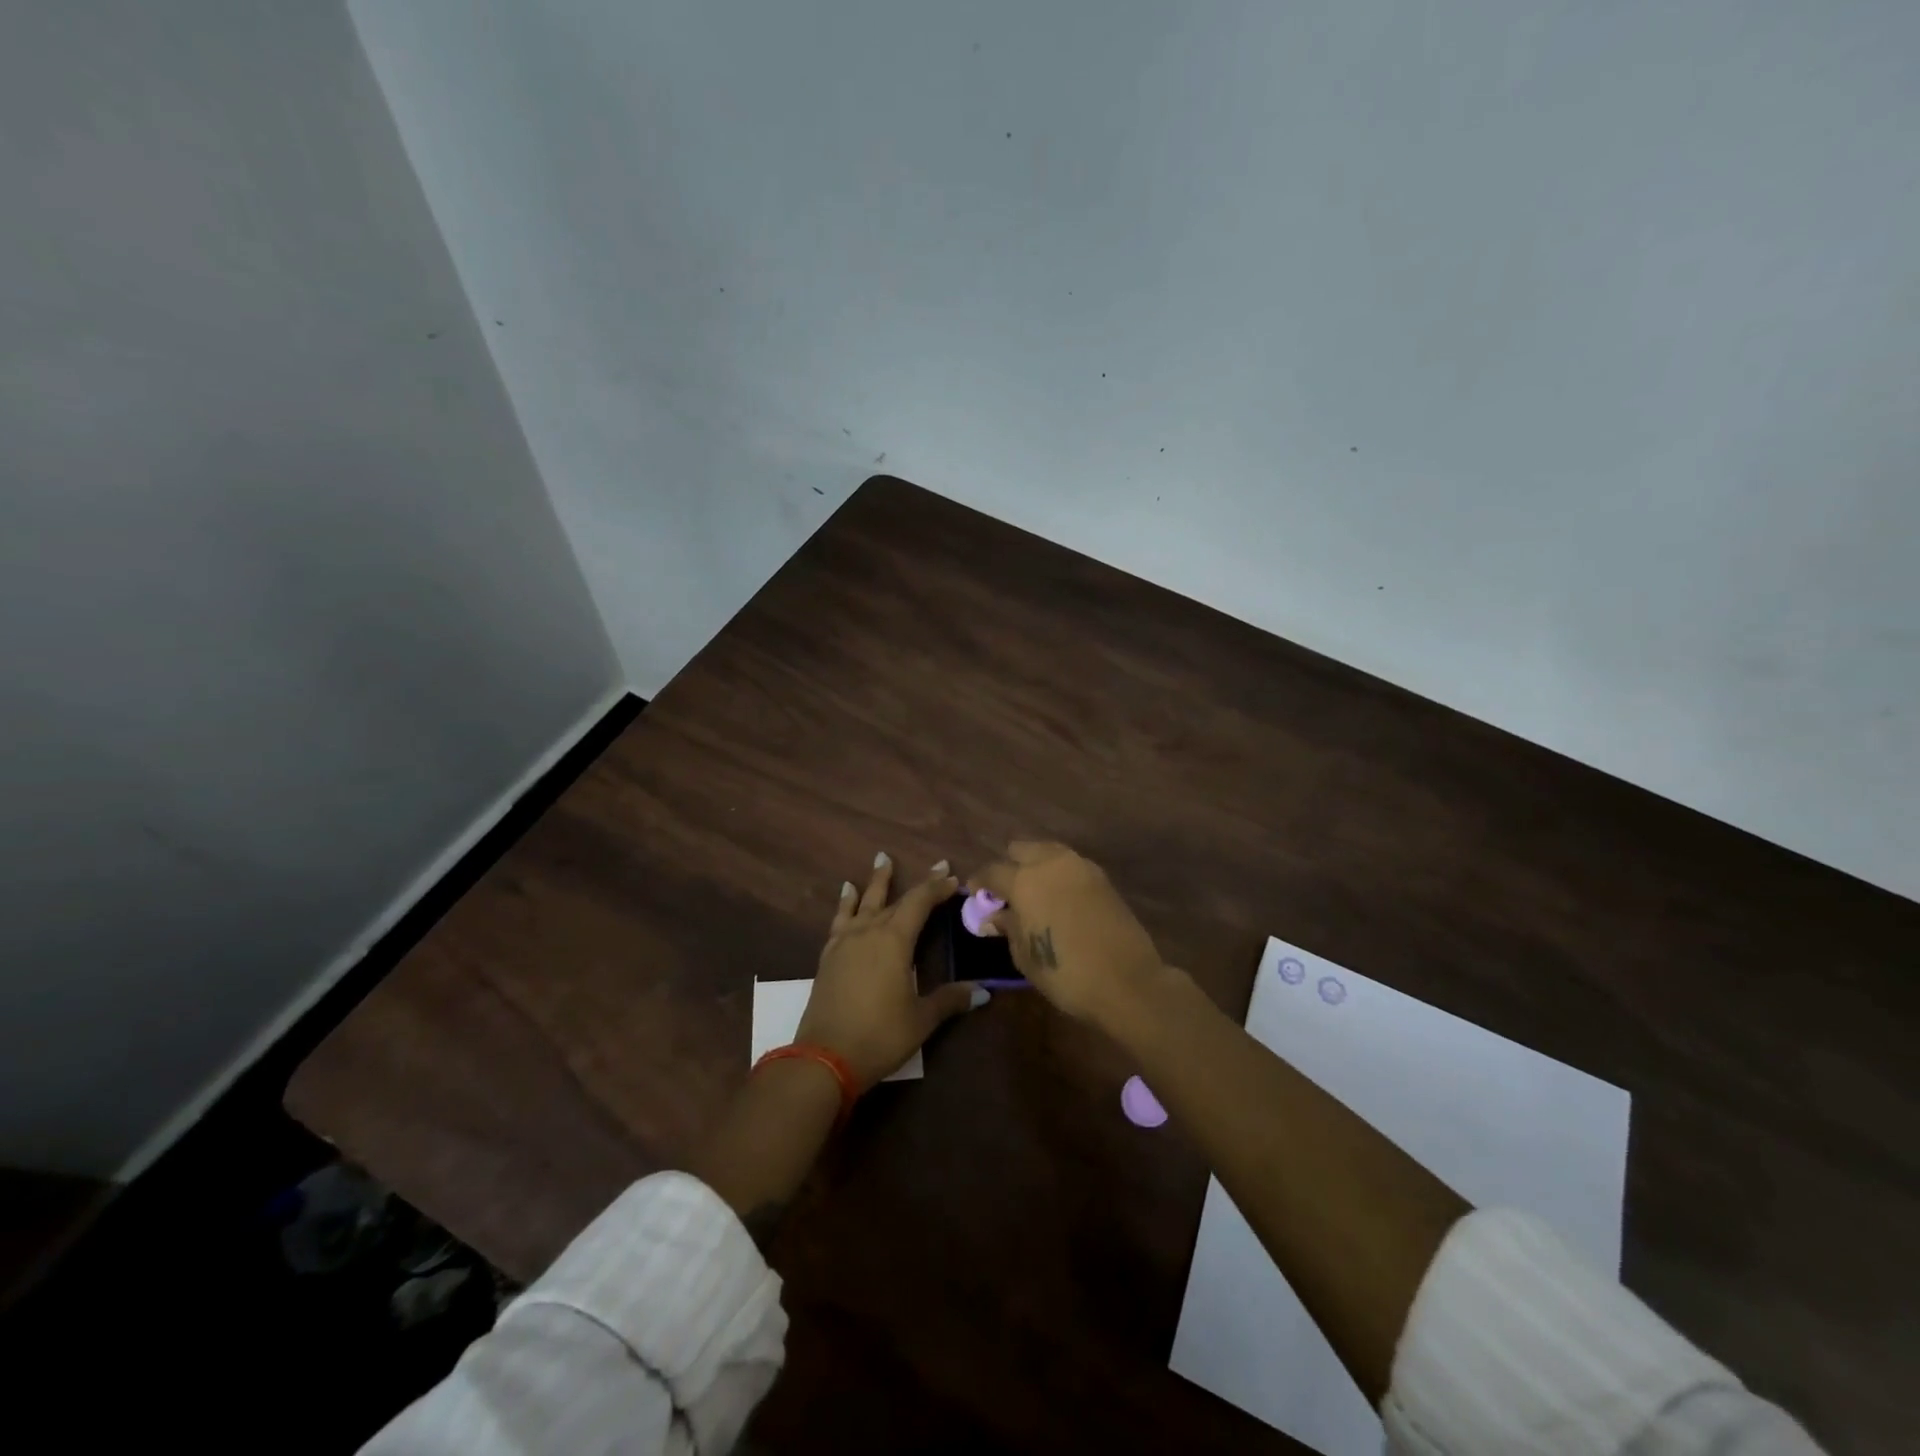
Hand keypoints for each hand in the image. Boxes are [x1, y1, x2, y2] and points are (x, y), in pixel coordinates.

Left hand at [797, 852, 987, 1086]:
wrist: (825, 1057)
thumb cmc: (880, 1035)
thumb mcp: (921, 1019)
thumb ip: (949, 1000)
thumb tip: (983, 991)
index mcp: (895, 941)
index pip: (919, 903)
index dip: (937, 888)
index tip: (953, 877)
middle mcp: (869, 932)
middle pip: (895, 899)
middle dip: (918, 883)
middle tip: (936, 865)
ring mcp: (845, 942)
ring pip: (863, 903)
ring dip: (875, 882)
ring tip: (882, 859)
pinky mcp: (828, 956)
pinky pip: (840, 919)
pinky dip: (845, 903)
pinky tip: (846, 894)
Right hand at [968, 841, 1166, 1028]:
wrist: (1127, 981)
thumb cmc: (1065, 973)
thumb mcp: (1024, 955)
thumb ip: (1008, 927)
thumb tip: (995, 915)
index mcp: (1024, 880)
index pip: (992, 870)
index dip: (980, 882)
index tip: (976, 895)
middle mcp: (1051, 863)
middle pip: (1021, 848)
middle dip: (1010, 864)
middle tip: (1007, 891)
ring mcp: (1080, 866)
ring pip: (1048, 851)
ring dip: (1036, 865)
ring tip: (1034, 893)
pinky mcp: (1102, 877)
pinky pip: (1070, 865)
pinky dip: (1059, 874)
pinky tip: (1059, 898)